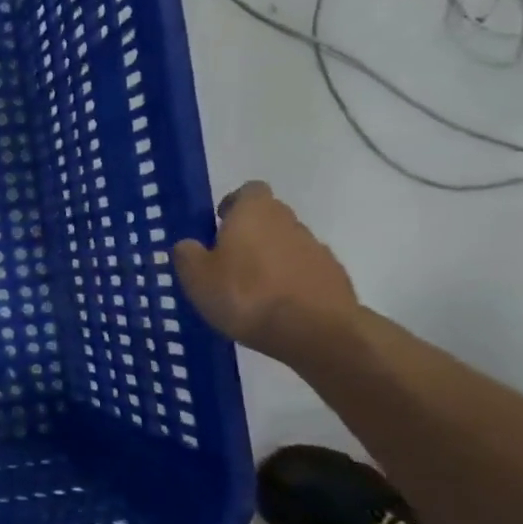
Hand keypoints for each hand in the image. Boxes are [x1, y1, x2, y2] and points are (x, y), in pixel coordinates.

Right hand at [173, 182, 358, 363]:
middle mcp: (289, 221)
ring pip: (287, 246)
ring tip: (253, 293)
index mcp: (254, 212)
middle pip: (269, 217)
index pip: (249, 190)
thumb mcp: (197, 277)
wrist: (316, 332)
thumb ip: (187, 254)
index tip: (219, 224)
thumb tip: (188, 245)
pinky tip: (278, 309)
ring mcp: (317, 250)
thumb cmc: (246, 295)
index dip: (234, 204)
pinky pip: (306, 272)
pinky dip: (292, 283)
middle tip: (229, 262)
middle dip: (251, 234)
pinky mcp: (335, 278)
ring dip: (272, 260)